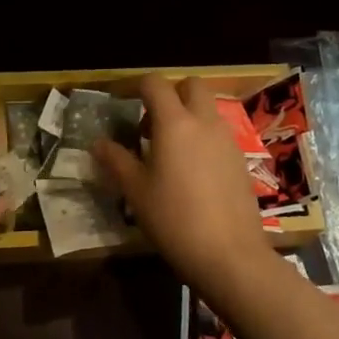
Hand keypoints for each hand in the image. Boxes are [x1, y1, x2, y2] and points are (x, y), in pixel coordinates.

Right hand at [92, 75, 270, 290]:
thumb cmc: (175, 220)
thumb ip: (116, 161)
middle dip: (172, 93)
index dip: (137, 86)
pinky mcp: (241, 160)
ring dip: (189, 115)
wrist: (230, 255)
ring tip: (170, 150)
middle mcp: (204, 122)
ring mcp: (227, 139)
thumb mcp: (137, 192)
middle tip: (153, 123)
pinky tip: (193, 171)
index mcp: (175, 122)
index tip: (124, 102)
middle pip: (192, 85)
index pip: (156, 83)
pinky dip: (204, 137)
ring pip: (208, 109)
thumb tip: (97, 143)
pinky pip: (219, 133)